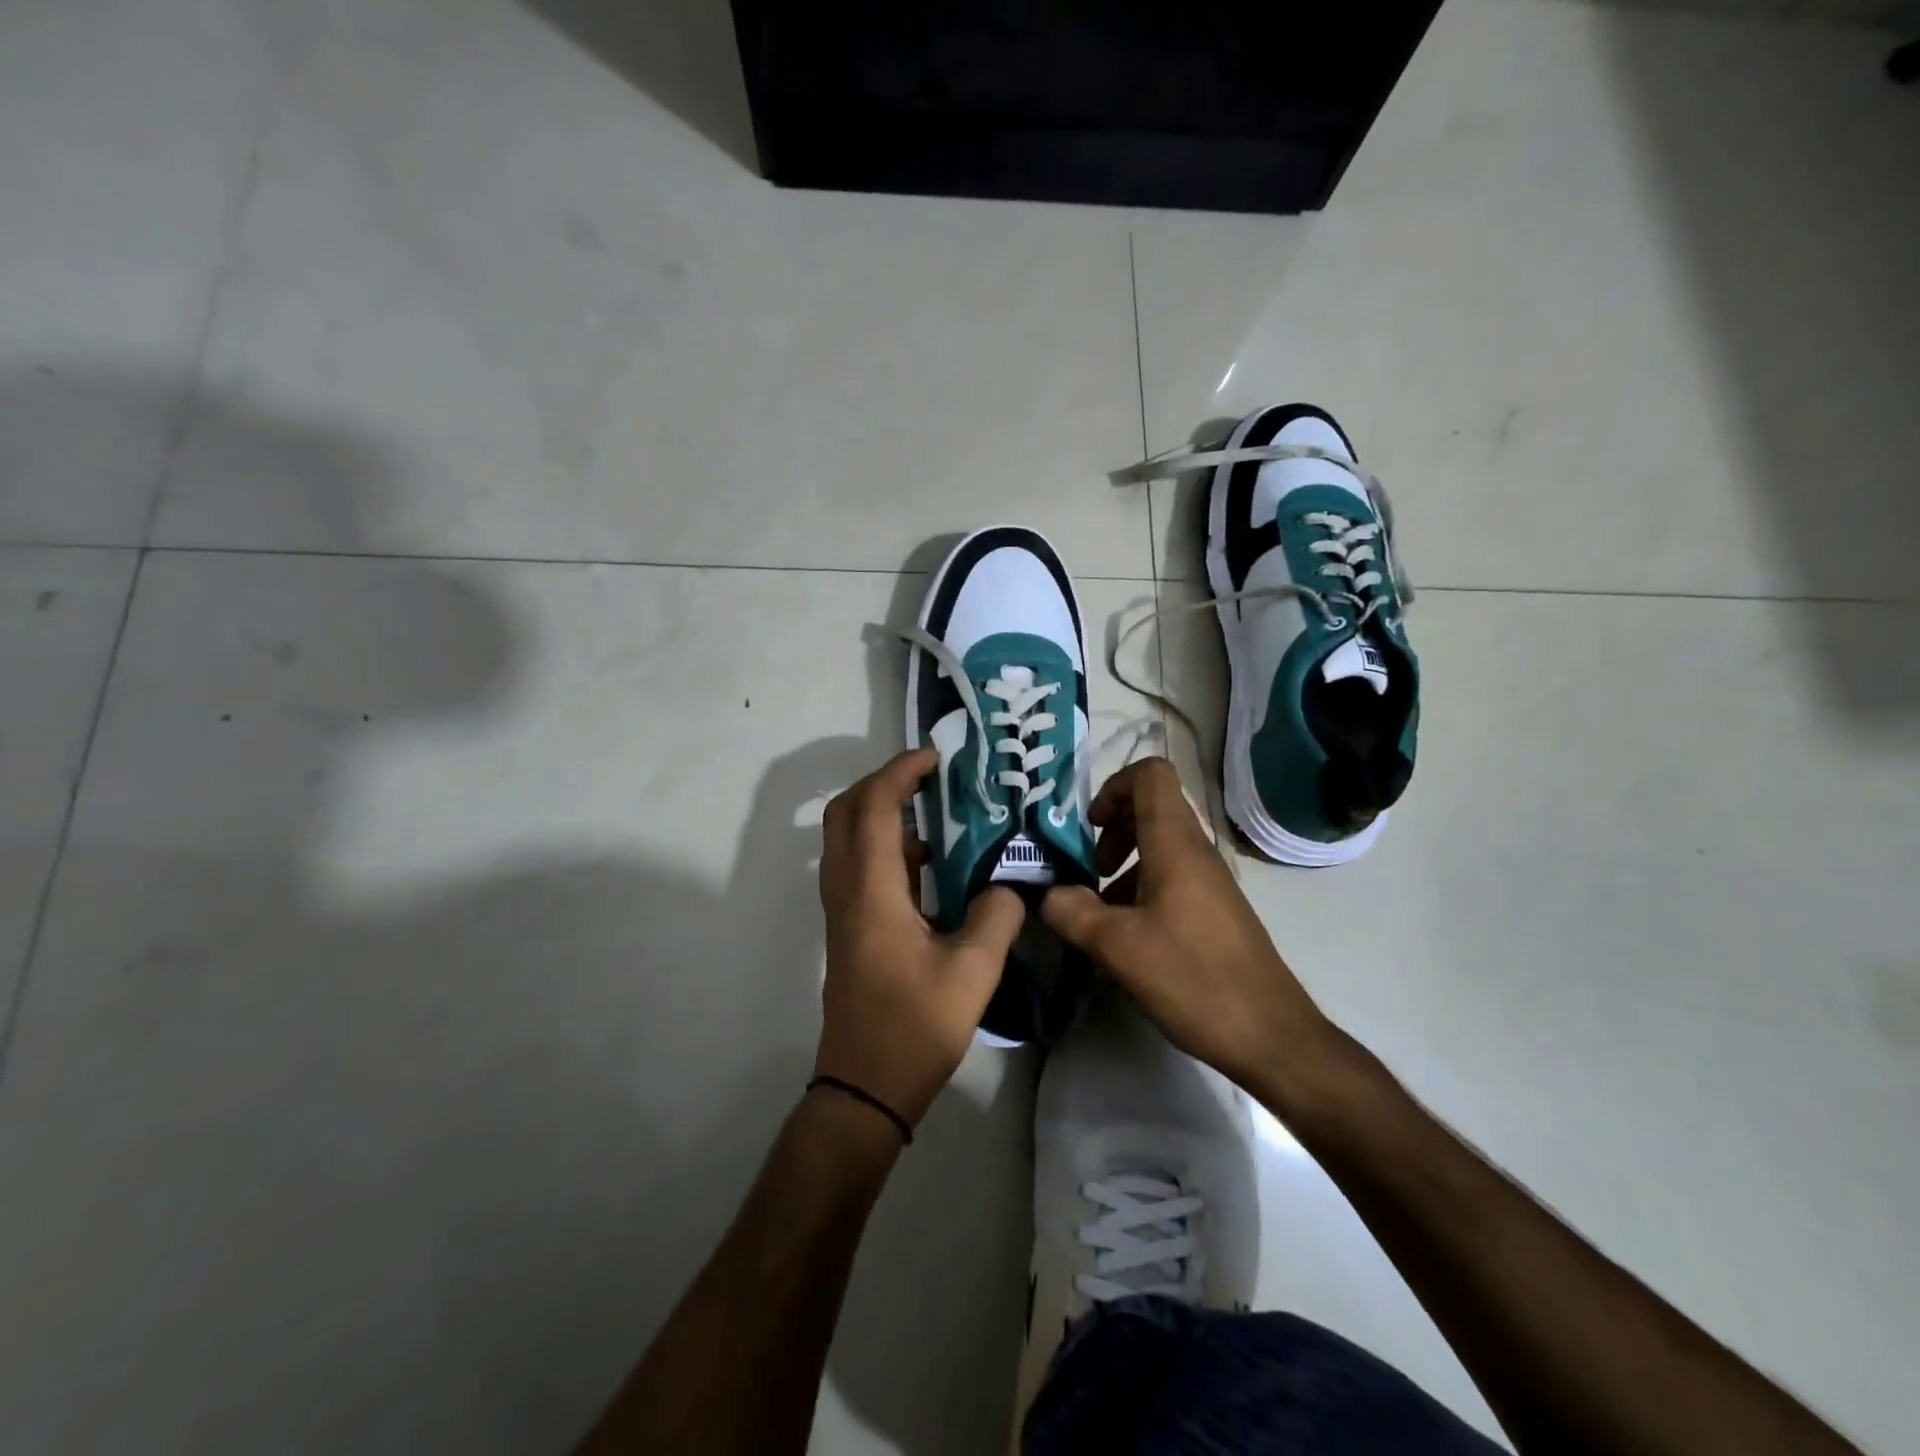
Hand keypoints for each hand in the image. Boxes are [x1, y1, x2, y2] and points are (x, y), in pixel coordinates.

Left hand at [816, 747, 1025, 1127]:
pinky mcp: (849, 927)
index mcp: (871, 892)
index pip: (875, 808)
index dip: (900, 772)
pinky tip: (928, 861)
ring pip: (847, 837)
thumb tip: (1008, 884)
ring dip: (881, 811)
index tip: (936, 758)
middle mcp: (847, 890)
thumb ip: (997, 915)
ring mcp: (842, 909)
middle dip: (882, 781)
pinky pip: (857, 864)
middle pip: (846, 812)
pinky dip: (884, 844)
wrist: (866, 1086)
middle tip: (928, 776)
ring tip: (933, 808)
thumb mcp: (973, 972)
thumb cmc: (915, 1027)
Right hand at [1040, 757, 1330, 1091]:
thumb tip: (1050, 894)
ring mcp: (1208, 881)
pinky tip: (1125, 937)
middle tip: (1089, 871)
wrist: (1270, 1035)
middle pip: (1150, 807)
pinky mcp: (1212, 909)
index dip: (1112, 788)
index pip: (1150, 774)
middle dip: (1110, 830)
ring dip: (1122, 864)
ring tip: (1099, 911)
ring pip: (1158, 845)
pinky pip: (1169, 877)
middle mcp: (1195, 852)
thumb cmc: (1193, 979)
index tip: (1089, 829)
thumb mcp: (1117, 947)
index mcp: (1175, 844)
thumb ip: (1072, 912)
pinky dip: (1139, 890)